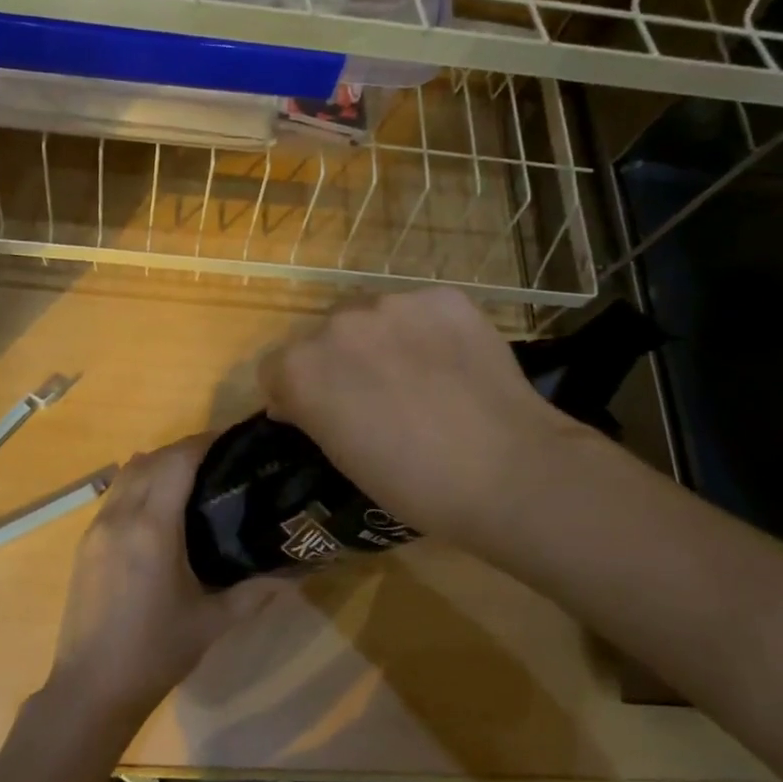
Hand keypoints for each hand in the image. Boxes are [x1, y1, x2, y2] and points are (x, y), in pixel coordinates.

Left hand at [49, 436, 285, 728]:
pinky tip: (159, 504)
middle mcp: (120, 516)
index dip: (205, 442)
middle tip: (221, 459)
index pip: (177, 461)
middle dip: (184, 449)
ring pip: (127, 473)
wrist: (91, 689)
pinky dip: (138, 483)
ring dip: (158, 463)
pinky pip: (114, 494)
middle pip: (152, 459)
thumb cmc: (156, 653)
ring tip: (192, 476)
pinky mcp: (85, 543)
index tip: (233, 439)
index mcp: (152, 527)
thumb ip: (256, 592)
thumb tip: (298, 572)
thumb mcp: (213, 622)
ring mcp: (96, 528)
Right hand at [258, 288, 595, 551]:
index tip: (321, 416)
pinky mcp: (443, 297)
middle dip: (340, 362)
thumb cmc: (412, 484)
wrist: (505, 471)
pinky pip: (420, 310)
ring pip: (373, 317)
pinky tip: (452, 363)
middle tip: (375, 398)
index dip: (295, 393)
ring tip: (421, 378)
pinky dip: (428, 331)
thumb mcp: (341, 457)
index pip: (276, 368)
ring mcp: (393, 303)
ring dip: (382, 341)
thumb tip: (300, 401)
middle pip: (324, 336)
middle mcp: (338, 323)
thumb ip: (313, 413)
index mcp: (301, 368)